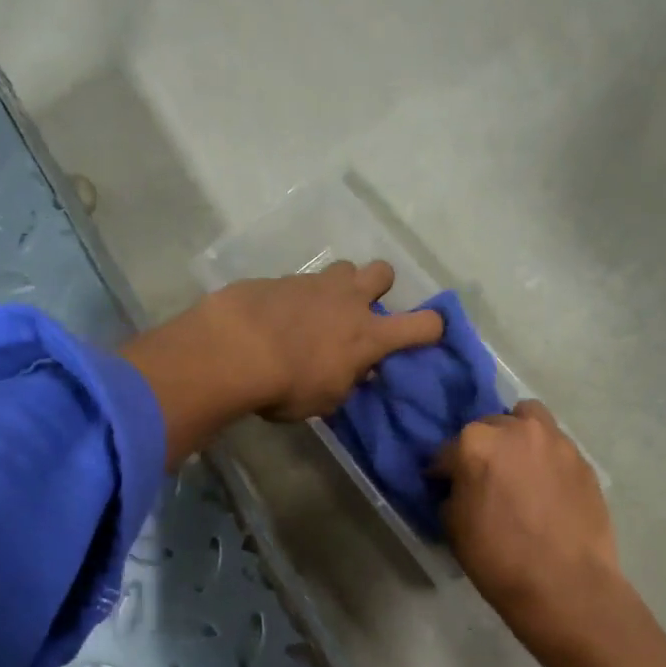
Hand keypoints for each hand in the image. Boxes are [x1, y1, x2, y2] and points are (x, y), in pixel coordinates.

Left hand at [211, 260, 442, 420]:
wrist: (234, 350)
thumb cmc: (288, 386)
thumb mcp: (327, 399)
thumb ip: (347, 380)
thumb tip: (355, 370)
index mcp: (369, 335)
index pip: (422, 324)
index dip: (431, 327)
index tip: (428, 333)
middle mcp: (348, 301)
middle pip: (383, 271)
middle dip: (379, 287)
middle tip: (361, 311)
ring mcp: (313, 284)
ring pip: (343, 268)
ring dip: (339, 286)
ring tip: (319, 310)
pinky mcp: (279, 279)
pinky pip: (300, 281)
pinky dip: (297, 297)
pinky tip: (278, 317)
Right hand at [435, 402, 624, 647]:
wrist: (565, 584)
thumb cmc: (498, 558)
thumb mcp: (453, 527)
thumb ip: (453, 493)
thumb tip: (460, 487)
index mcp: (475, 443)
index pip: (447, 451)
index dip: (443, 471)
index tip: (443, 486)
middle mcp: (516, 430)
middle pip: (490, 427)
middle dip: (482, 449)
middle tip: (484, 478)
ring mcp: (555, 441)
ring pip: (529, 422)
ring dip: (517, 437)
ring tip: (518, 468)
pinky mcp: (583, 460)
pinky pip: (555, 447)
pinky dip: (544, 458)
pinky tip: (545, 488)